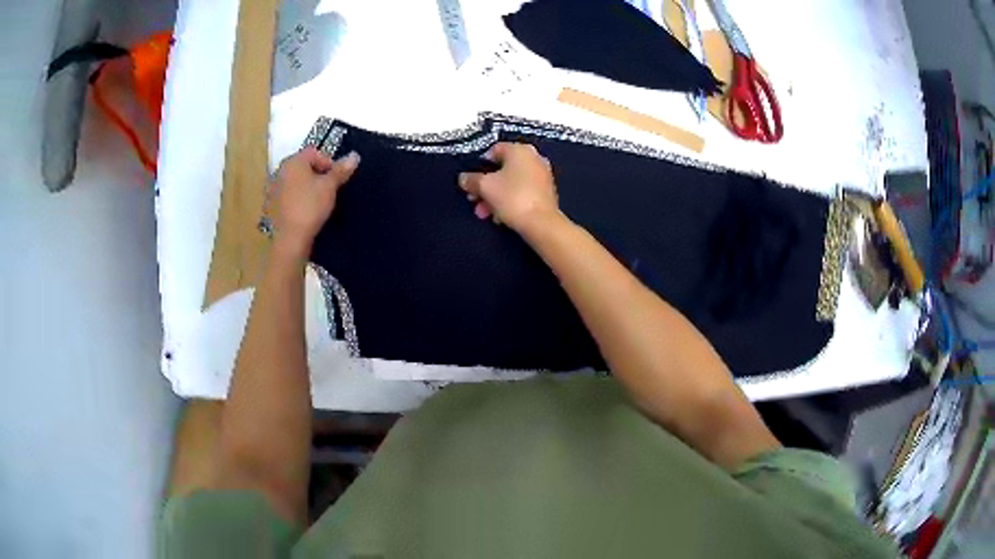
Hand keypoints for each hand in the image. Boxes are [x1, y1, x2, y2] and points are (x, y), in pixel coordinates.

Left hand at [270, 147, 359, 258]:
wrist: (290, 238)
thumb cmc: (311, 207)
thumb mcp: (330, 187)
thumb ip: (341, 170)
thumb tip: (355, 155)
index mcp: (293, 162)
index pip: (314, 152)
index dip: (328, 163)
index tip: (336, 179)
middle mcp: (280, 171)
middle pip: (303, 166)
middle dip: (316, 174)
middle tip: (328, 190)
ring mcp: (272, 189)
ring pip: (294, 181)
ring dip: (305, 186)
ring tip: (316, 201)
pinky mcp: (270, 205)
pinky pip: (286, 195)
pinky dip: (295, 199)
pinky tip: (303, 211)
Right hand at [457, 143, 560, 234]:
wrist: (541, 223)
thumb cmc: (512, 197)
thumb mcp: (484, 187)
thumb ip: (471, 180)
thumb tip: (463, 178)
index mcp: (520, 150)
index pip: (494, 150)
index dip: (479, 165)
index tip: (472, 181)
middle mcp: (534, 157)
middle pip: (502, 169)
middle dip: (486, 186)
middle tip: (475, 200)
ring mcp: (542, 175)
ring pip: (512, 182)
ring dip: (495, 196)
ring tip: (485, 213)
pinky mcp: (546, 192)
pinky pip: (523, 191)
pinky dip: (510, 200)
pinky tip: (501, 216)